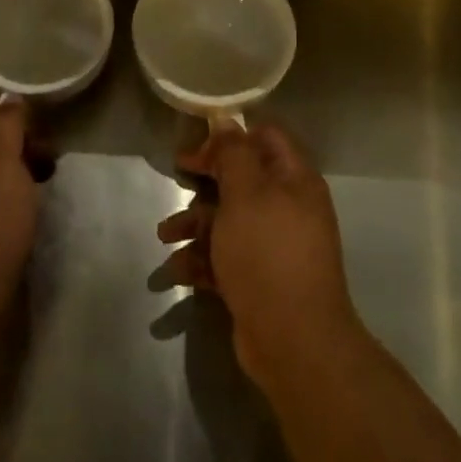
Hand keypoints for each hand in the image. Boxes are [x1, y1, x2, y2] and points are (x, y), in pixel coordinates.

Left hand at [0, 98, 41, 331]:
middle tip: (47, 160)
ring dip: (11, 168)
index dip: (18, 113)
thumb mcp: (0, 160)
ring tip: (38, 186)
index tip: (46, 133)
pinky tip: (18, 211)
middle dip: (17, 140)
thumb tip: (11, 101)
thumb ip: (5, 123)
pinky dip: (2, 194)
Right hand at [157, 122, 363, 390]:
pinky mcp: (258, 279)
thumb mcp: (246, 194)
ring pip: (228, 220)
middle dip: (205, 183)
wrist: (294, 341)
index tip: (197, 148)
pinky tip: (177, 270)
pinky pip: (225, 257)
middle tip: (176, 179)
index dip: (230, 137)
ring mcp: (273, 246)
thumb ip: (233, 154)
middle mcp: (288, 208)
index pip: (265, 138)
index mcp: (294, 180)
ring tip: (166, 236)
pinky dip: (201, 260)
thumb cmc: (267, 254)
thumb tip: (226, 119)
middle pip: (241, 180)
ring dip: (194, 224)